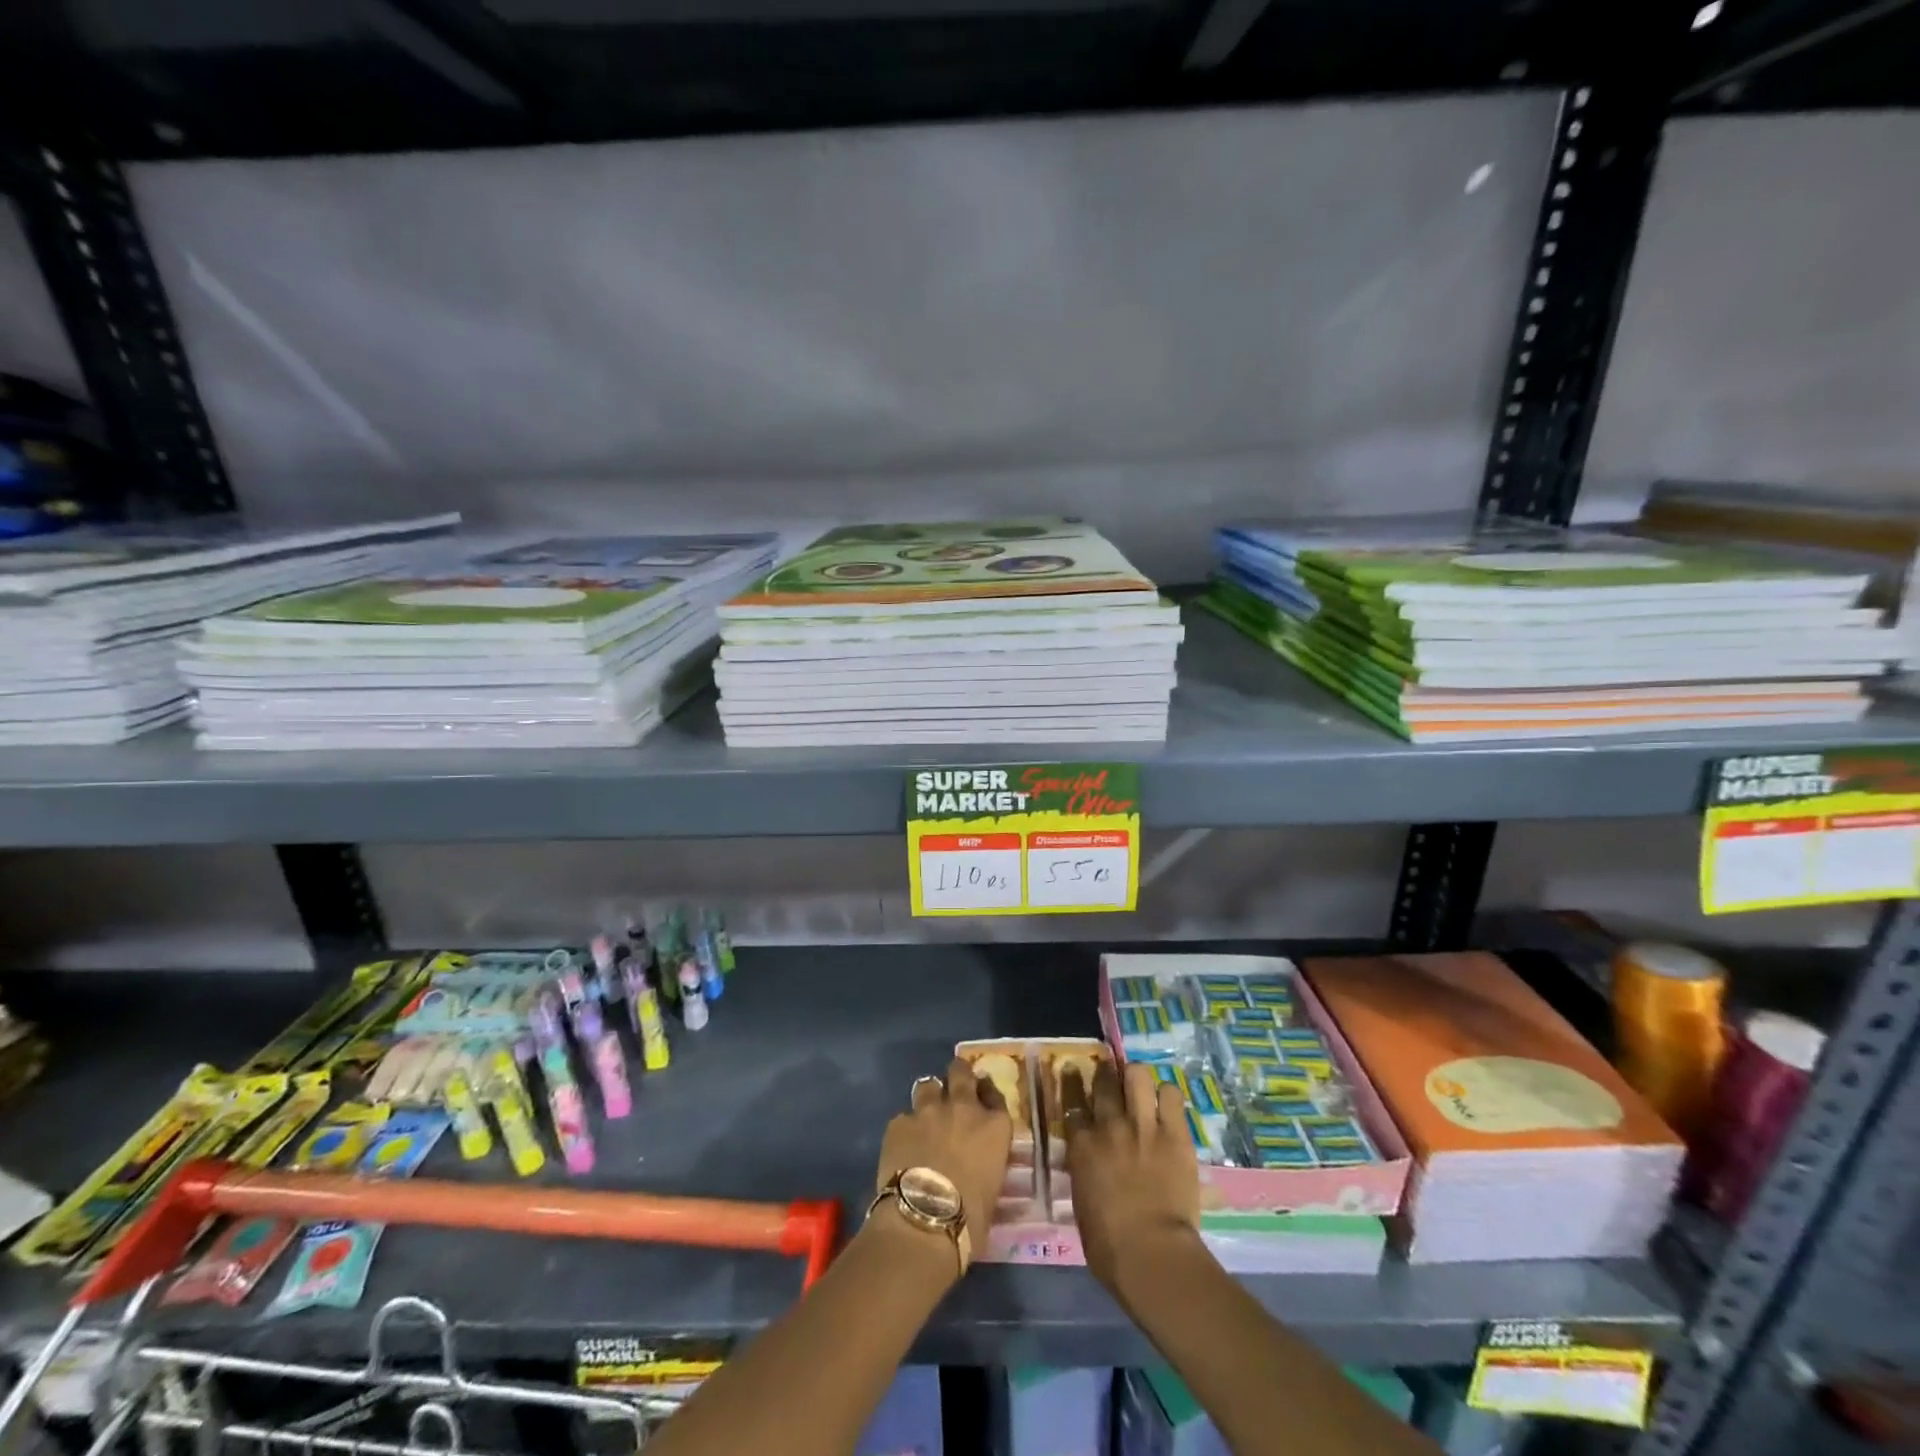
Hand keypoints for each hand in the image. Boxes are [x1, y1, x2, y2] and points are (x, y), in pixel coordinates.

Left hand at [875, 1057, 1011, 1252]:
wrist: (923, 1219)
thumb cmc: (970, 1218)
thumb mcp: (992, 1190)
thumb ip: (986, 1164)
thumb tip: (978, 1168)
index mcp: (994, 1126)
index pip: (994, 1094)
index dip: (986, 1093)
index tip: (981, 1097)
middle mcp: (963, 1108)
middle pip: (961, 1073)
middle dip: (958, 1075)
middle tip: (953, 1087)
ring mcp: (929, 1111)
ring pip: (928, 1085)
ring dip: (929, 1097)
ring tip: (926, 1114)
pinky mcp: (899, 1122)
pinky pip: (904, 1117)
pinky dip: (906, 1129)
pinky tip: (902, 1147)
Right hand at [1064, 1061, 1201, 1289]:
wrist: (1151, 1254)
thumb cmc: (1109, 1244)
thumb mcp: (1082, 1200)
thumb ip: (1085, 1169)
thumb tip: (1091, 1160)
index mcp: (1082, 1145)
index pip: (1072, 1101)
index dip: (1072, 1084)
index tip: (1073, 1072)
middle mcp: (1109, 1125)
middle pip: (1104, 1081)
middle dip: (1106, 1074)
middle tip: (1111, 1076)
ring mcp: (1143, 1125)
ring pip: (1137, 1075)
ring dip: (1137, 1079)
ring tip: (1141, 1088)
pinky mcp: (1174, 1133)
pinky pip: (1171, 1094)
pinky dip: (1167, 1096)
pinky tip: (1167, 1106)